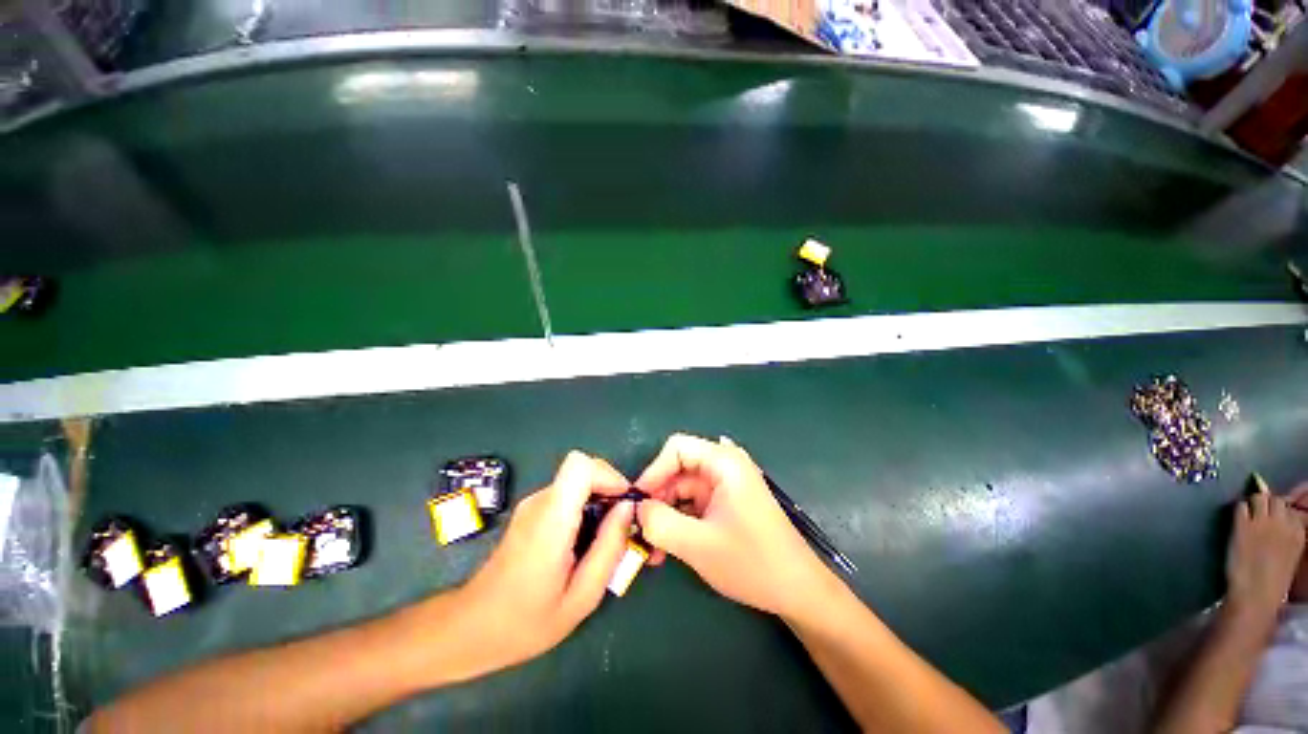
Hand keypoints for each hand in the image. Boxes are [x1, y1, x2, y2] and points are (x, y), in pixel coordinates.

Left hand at [459, 451, 634, 673]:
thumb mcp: (581, 597)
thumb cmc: (526, 622)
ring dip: (599, 500)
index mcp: (551, 520)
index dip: (608, 475)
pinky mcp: (531, 510)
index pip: (581, 465)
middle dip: (610, 489)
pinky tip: (586, 541)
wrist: (471, 629)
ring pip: (578, 481)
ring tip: (606, 538)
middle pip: (584, 469)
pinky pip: (568, 494)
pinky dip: (586, 507)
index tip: (624, 503)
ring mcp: (533, 504)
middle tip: (622, 525)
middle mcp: (540, 502)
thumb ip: (609, 548)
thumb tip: (628, 508)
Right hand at [634, 433, 832, 618]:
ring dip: (665, 515)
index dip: (653, 471)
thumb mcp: (698, 545)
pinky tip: (666, 548)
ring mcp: (726, 487)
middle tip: (639, 530)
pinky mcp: (726, 505)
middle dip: (656, 499)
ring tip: (650, 548)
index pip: (677, 448)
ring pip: (682, 491)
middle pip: (678, 470)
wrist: (798, 592)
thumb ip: (660, 523)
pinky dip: (678, 522)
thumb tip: (635, 508)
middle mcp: (725, 467)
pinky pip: (693, 505)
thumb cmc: (752, 563)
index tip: (636, 502)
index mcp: (724, 462)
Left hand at [1226, 483, 1304, 623]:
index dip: (1281, 511)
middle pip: (1275, 500)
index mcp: (1299, 533)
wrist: (1256, 595)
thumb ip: (1287, 536)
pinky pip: (1241, 506)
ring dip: (1253, 503)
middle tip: (1259, 514)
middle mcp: (1283, 523)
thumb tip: (1280, 523)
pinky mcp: (1243, 525)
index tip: (1274, 517)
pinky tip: (1237, 521)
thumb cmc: (1272, 582)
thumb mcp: (1290, 555)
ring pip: (1259, 497)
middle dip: (1267, 503)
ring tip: (1248, 515)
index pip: (1291, 509)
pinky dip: (1239, 510)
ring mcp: (1262, 522)